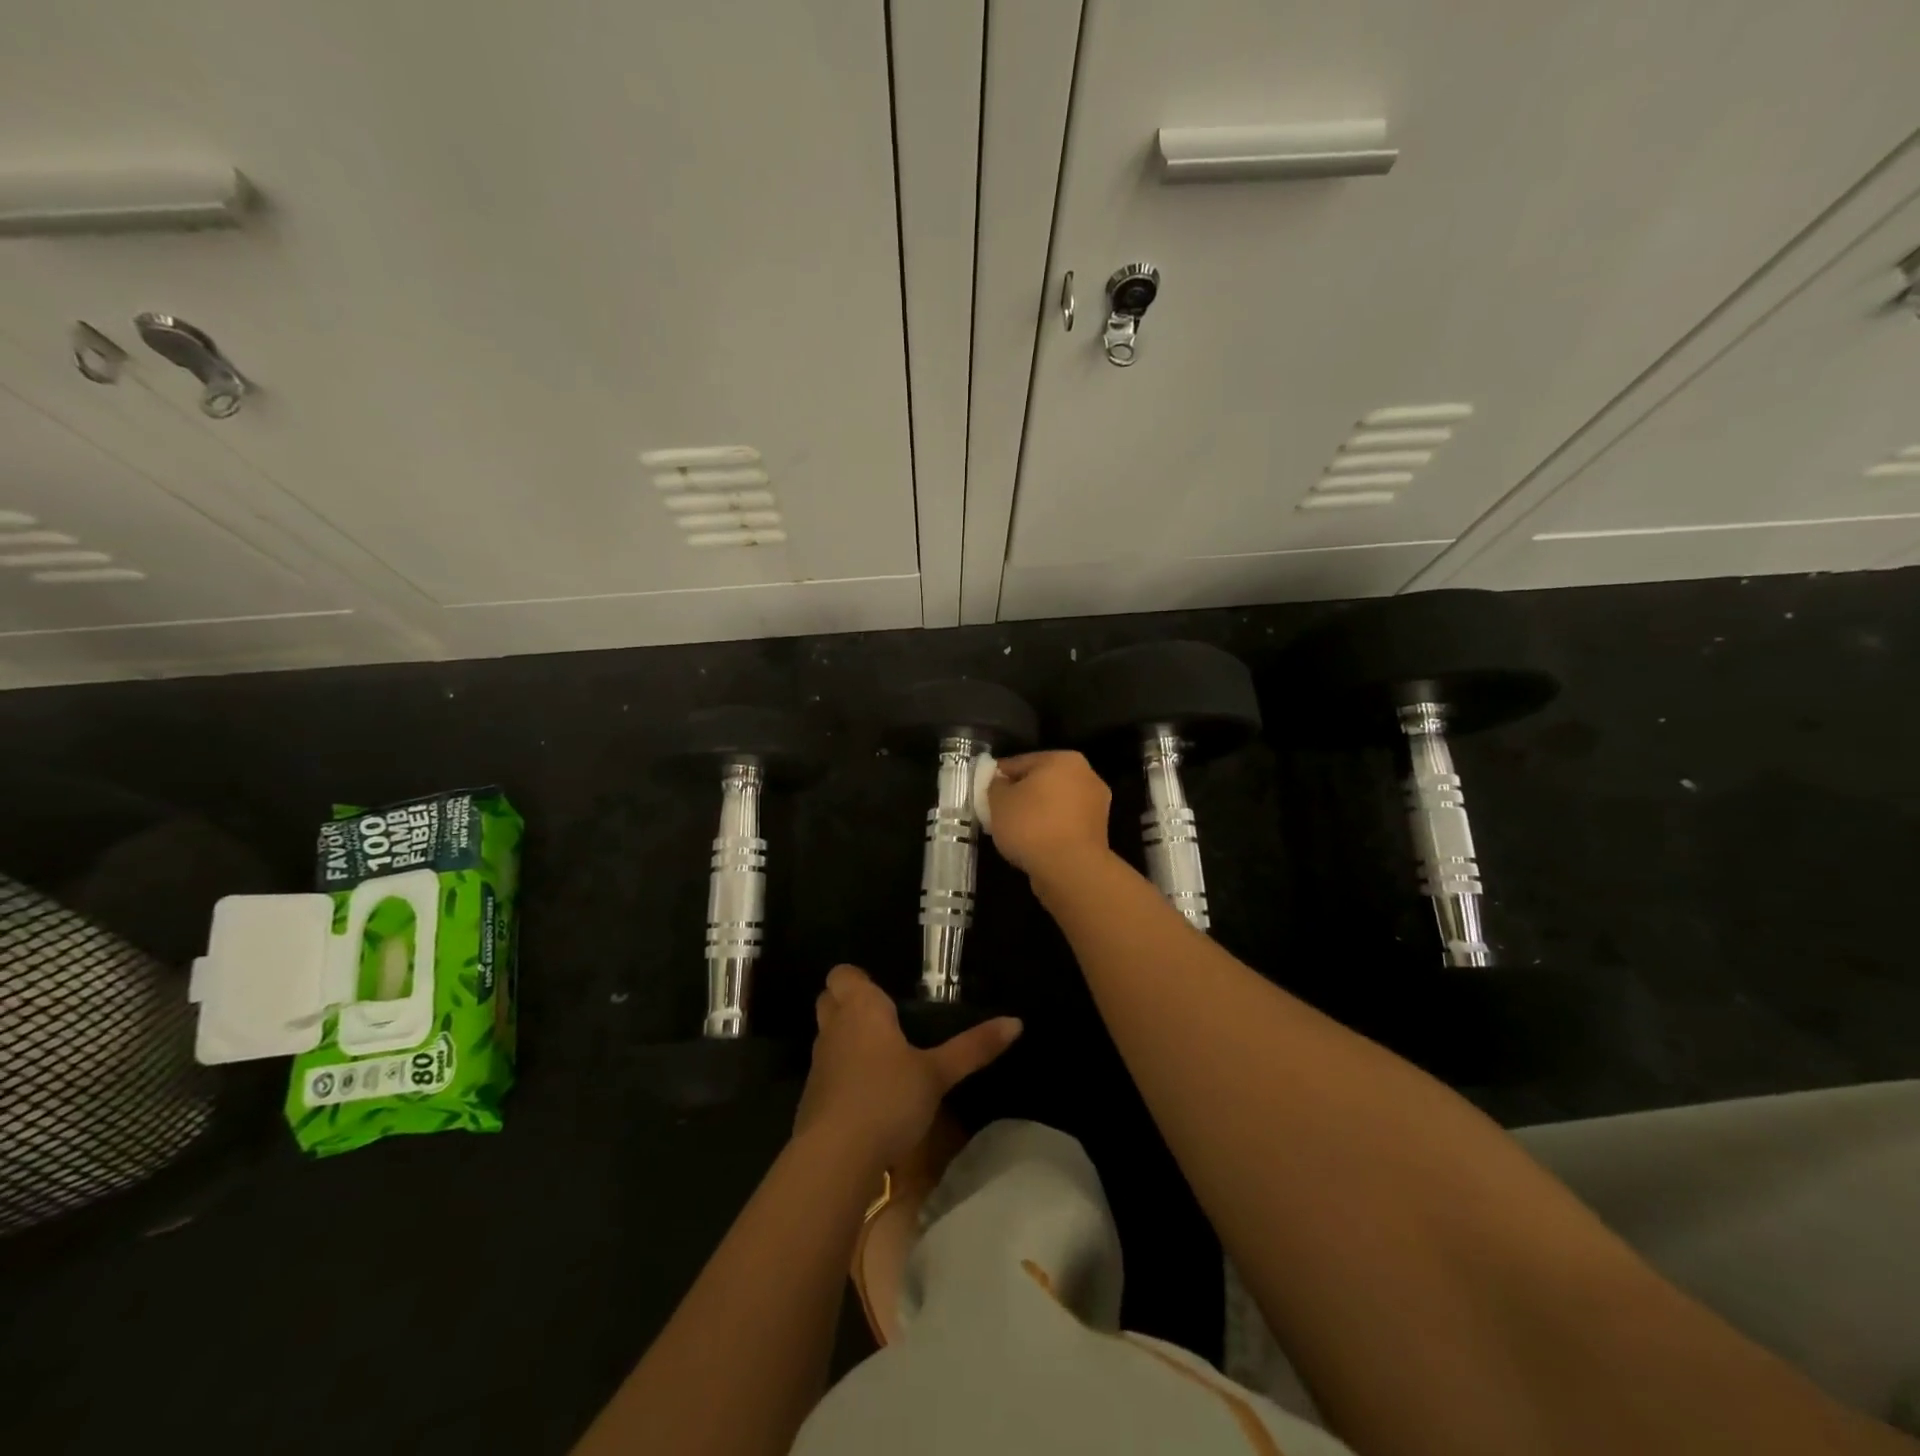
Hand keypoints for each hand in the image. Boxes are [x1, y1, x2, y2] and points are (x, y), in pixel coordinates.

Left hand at [794, 965, 1020, 1168]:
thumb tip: (1016, 1022)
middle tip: (883, 1019)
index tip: (884, 993)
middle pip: (828, 999)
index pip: (842, 974)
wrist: (835, 1156)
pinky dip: (841, 1074)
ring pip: (827, 1036)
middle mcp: (834, 1027)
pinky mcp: (812, 1097)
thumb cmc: (888, 1097)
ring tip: (881, 1056)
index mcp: (861, 1008)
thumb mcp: (938, 1073)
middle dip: (847, 1003)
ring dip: (845, 1039)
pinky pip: (827, 1071)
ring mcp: (819, 1063)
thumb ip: (973, 1047)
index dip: (857, 978)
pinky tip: (868, 1094)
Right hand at [985, 751, 1113, 877]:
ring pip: (1054, 804)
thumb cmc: (1032, 825)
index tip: (984, 791)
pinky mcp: (1098, 833)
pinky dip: (1049, 831)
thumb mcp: (999, 801)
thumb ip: (996, 785)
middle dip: (1020, 795)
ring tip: (1013, 832)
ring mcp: (1096, 805)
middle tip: (997, 812)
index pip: (1021, 762)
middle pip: (1041, 782)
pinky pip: (1064, 824)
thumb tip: (1001, 783)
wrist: (1070, 869)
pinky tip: (1033, 844)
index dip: (998, 776)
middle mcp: (1086, 776)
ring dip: (1036, 814)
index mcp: (1064, 759)